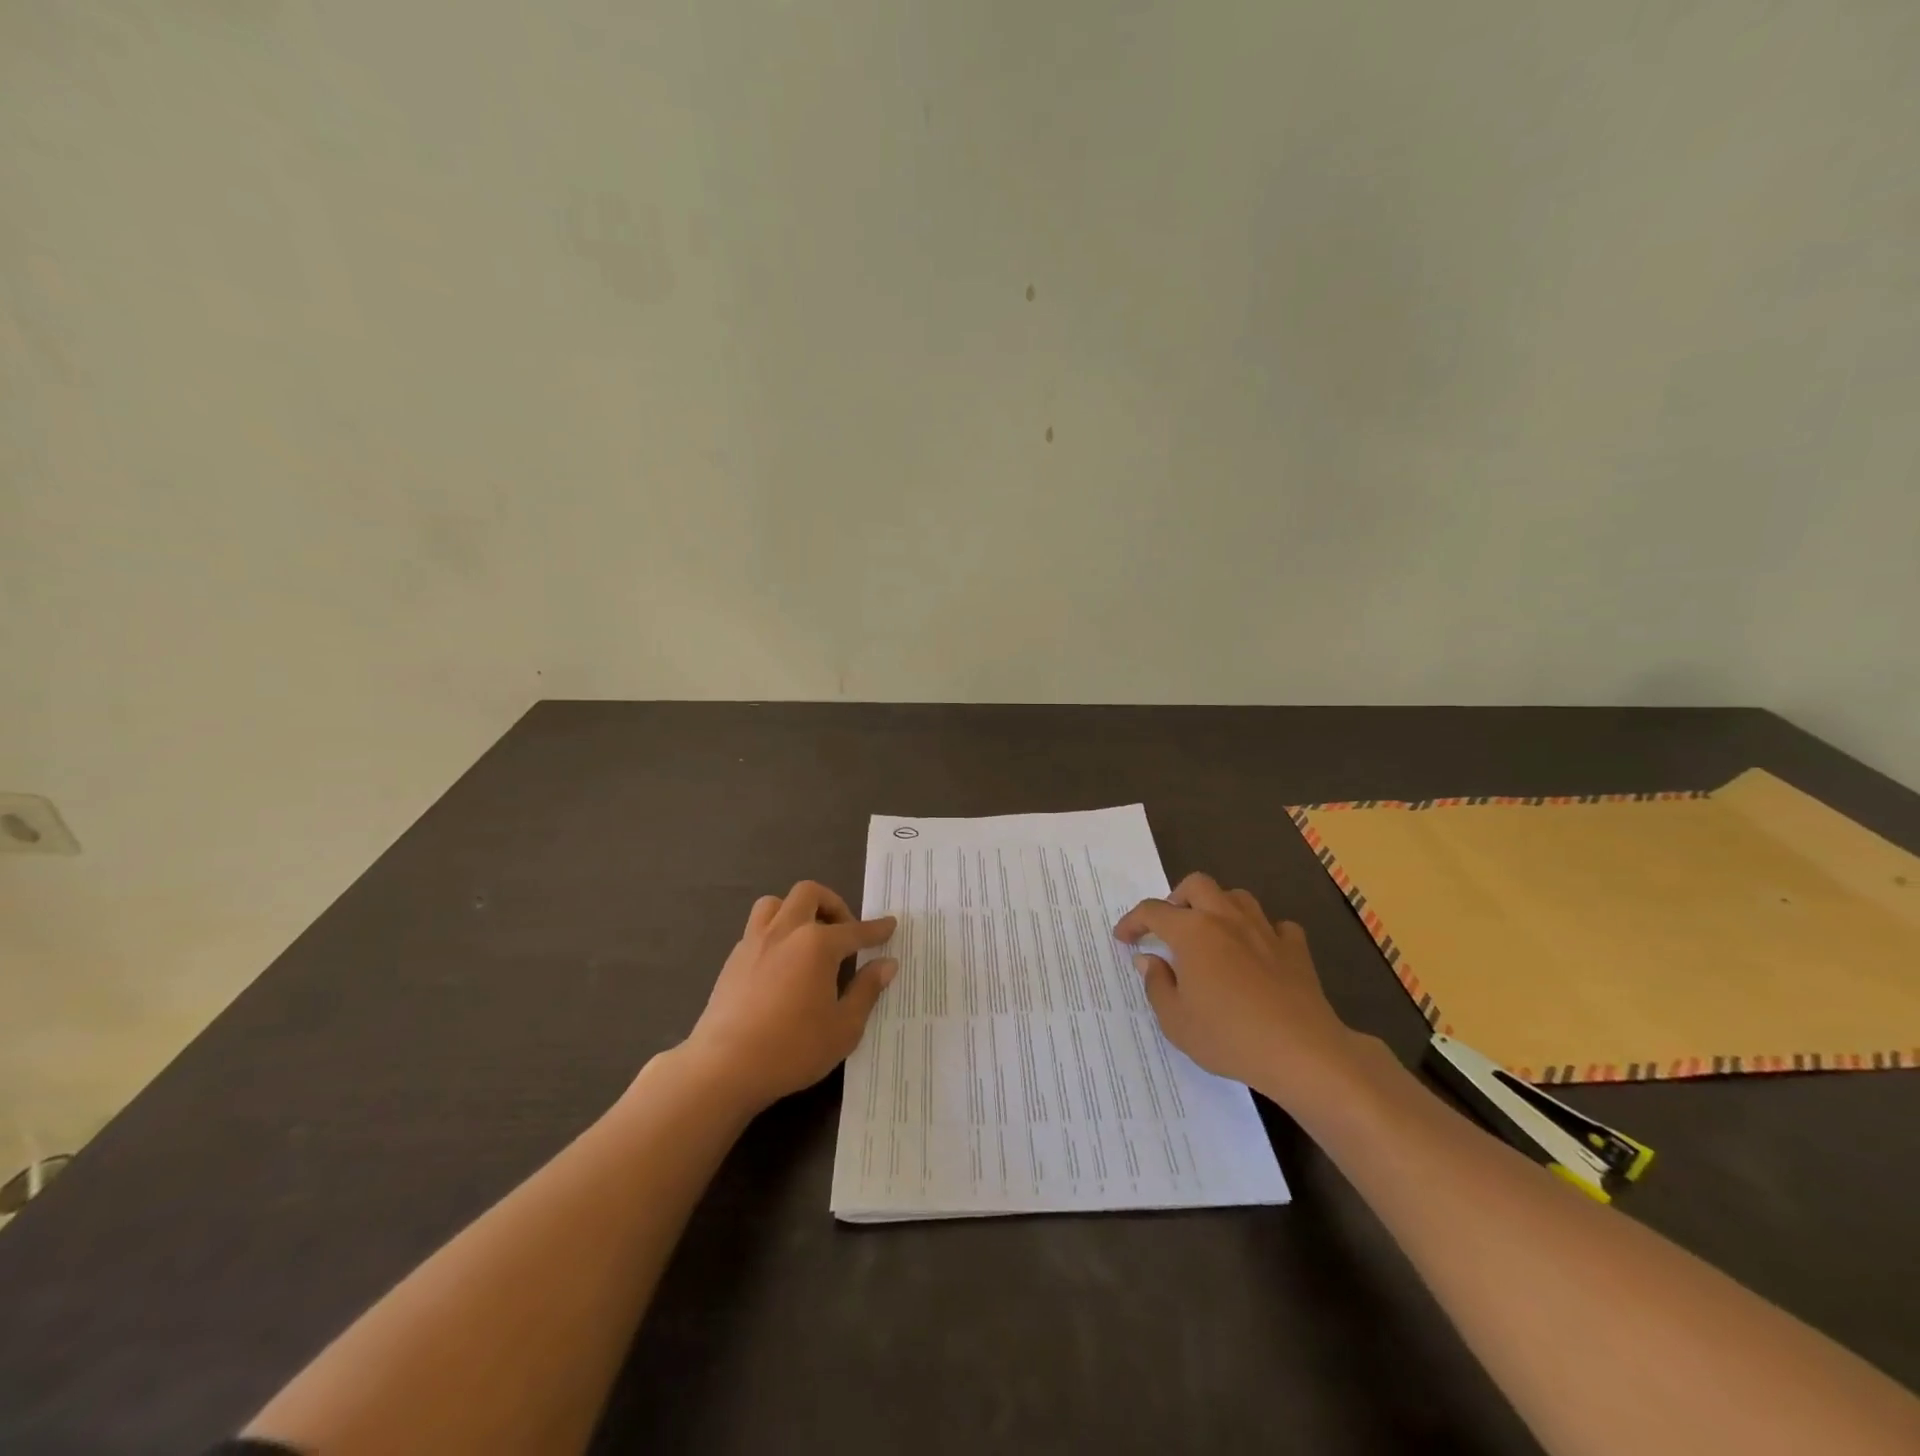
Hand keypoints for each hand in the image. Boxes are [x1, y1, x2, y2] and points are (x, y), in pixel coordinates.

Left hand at [678, 882, 896, 1112]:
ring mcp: (754, 942)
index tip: (890, 925)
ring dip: (797, 910)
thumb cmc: (792, 1049)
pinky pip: (757, 928)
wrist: (724, 1067)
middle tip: (844, 930)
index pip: (855, 930)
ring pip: (776, 903)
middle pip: (809, 894)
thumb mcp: (844, 1028)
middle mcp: (785, 931)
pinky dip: (776, 932)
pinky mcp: (733, 959)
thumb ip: (866, 990)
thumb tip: (887, 964)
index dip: (876, 929)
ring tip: (808, 937)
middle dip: (832, 904)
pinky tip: (782, 962)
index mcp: (817, 944)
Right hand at [1114, 872, 1358, 1107]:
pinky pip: (1276, 925)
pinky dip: (1262, 932)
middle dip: (1177, 897)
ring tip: (1212, 933)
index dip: (1133, 921)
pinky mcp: (1295, 949)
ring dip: (1219, 907)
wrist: (1301, 1052)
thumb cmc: (1228, 1036)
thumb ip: (1157, 983)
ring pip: (1237, 896)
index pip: (1153, 911)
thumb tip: (1149, 959)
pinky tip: (1259, 952)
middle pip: (1197, 884)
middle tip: (1170, 926)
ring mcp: (1264, 930)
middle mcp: (1226, 919)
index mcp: (1192, 931)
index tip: (1123, 938)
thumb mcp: (1175, 1020)